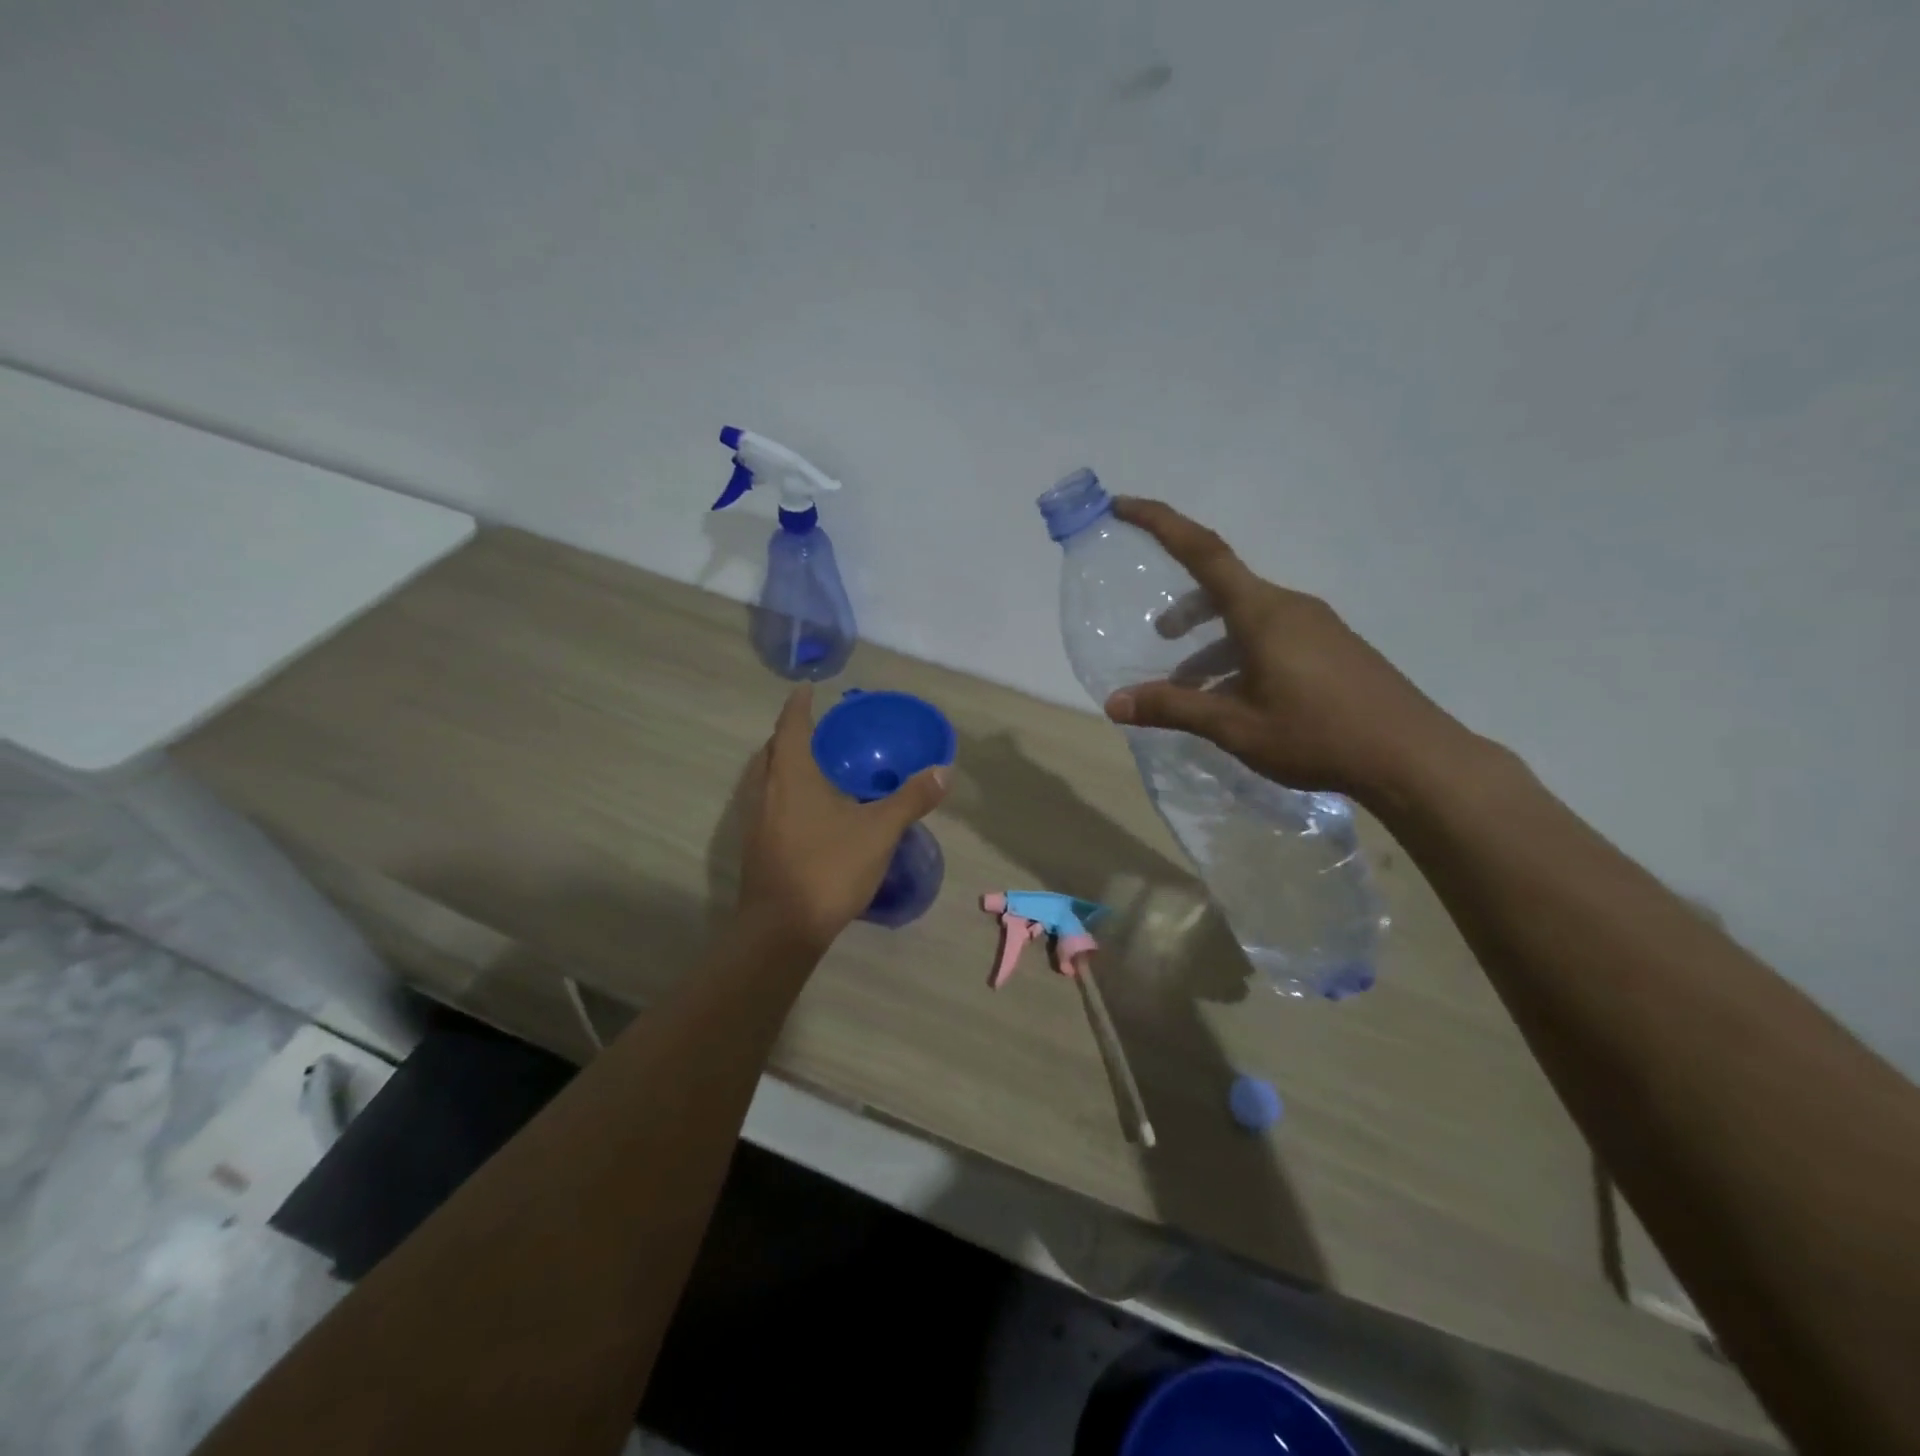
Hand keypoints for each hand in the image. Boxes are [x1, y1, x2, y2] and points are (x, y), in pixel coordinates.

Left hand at [735, 686, 949, 955]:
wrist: (782, 929)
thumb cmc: (829, 868)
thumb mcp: (879, 831)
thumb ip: (911, 799)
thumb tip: (942, 770)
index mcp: (791, 775)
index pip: (792, 726)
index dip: (799, 705)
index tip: (806, 688)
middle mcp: (766, 790)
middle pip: (773, 750)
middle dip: (791, 734)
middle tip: (818, 730)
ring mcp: (756, 820)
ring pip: (766, 778)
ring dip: (784, 764)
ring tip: (814, 766)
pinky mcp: (756, 846)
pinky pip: (768, 803)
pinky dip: (784, 792)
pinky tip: (808, 811)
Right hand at [1101, 498, 1481, 803]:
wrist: (1413, 758)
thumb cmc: (1317, 735)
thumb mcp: (1235, 726)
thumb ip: (1173, 709)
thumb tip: (1114, 703)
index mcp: (1262, 612)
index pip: (1203, 551)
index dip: (1160, 523)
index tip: (1124, 505)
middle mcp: (1289, 607)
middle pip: (1224, 589)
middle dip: (1186, 609)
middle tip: (1160, 637)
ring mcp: (1316, 627)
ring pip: (1247, 620)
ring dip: (1212, 646)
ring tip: (1190, 690)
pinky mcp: (1333, 649)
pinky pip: (1272, 638)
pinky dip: (1240, 657)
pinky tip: (1235, 700)